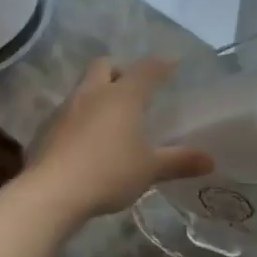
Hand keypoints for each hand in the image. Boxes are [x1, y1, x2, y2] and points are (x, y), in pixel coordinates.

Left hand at [25, 57, 212, 220]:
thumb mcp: (149, 169)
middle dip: (119, 70)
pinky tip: (87, 141)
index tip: (171, 64)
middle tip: (133, 88)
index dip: (161, 64)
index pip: (146, 69)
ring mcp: (65, 109)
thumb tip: (210, 160)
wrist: (51, 192)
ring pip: (83, 88)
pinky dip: (80, 118)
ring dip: (97, 94)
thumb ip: (179, 161)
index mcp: (122, 96)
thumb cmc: (108, 172)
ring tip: (111, 118)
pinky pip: (68, 113)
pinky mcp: (46, 128)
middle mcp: (92, 93)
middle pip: (104, 65)